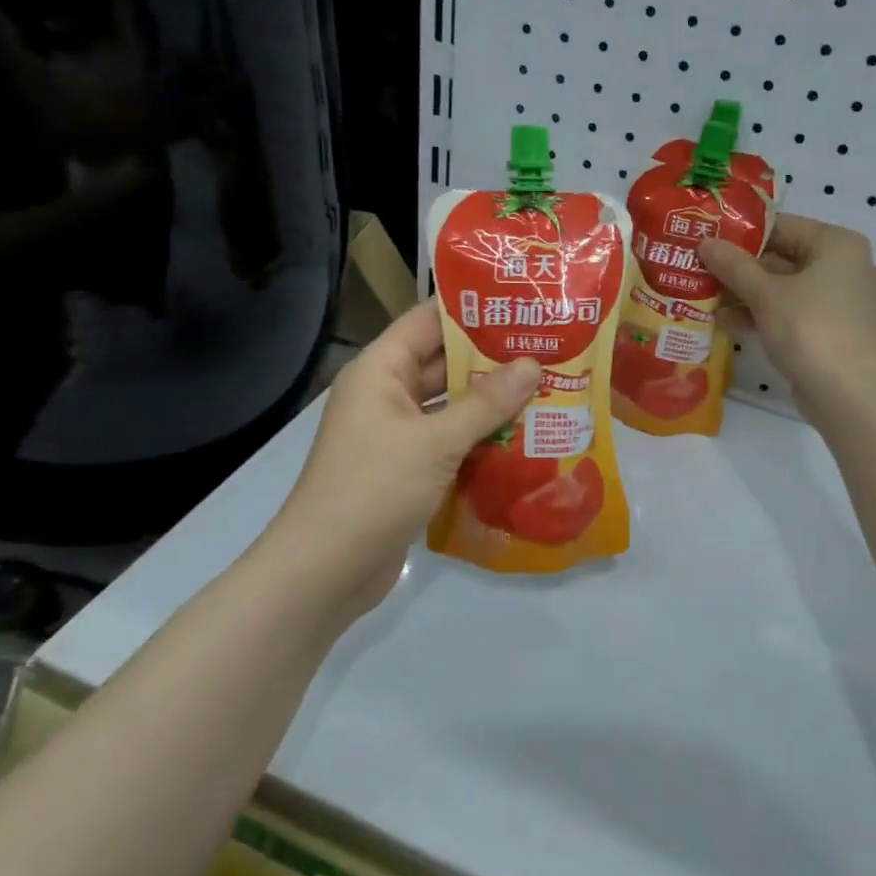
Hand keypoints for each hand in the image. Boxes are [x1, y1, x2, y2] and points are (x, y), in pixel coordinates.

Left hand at [274, 303, 538, 615]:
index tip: (522, 304)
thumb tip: (533, 364)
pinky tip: (525, 438)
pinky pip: (449, 442)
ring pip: (450, 406)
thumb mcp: (436, 441)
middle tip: (549, 350)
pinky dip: (480, 439)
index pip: (428, 321)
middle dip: (493, 359)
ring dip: (492, 403)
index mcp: (381, 370)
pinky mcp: (406, 469)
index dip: (472, 310)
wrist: (326, 570)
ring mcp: (395, 434)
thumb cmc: (376, 488)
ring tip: (548, 390)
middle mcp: (387, 394)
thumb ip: (487, 403)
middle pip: (443, 363)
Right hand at [696, 213, 875, 422]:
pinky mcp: (834, 331)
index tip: (707, 241)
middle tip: (700, 269)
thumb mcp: (765, 294)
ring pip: (786, 288)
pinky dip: (764, 314)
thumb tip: (705, 243)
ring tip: (705, 297)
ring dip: (746, 294)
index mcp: (838, 245)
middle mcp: (846, 267)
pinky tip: (727, 322)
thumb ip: (733, 266)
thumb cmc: (809, 329)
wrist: (848, 394)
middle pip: (783, 257)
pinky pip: (793, 312)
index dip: (742, 234)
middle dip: (740, 268)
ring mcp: (842, 301)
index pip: (782, 226)